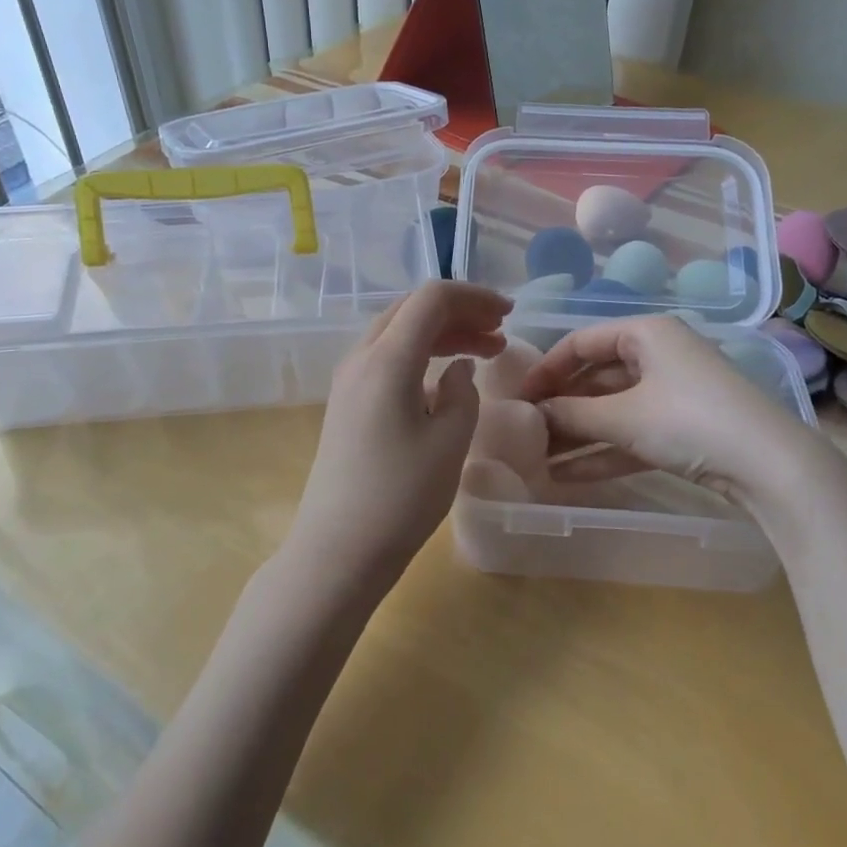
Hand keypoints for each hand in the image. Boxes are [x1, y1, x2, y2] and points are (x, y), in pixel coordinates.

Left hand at [286, 281, 511, 598]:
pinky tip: (446, 376)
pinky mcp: (347, 402)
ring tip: (484, 350)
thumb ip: (462, 392)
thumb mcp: (450, 442)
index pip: (431, 299)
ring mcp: (349, 379)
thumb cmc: (401, 497)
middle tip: (499, 332)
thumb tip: (457, 369)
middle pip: (412, 309)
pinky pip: (387, 356)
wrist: (338, 549)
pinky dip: (421, 353)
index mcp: (387, 359)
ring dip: (442, 332)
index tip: (509, 314)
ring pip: (399, 331)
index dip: (474, 297)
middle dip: (460, 312)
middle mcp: (361, 357)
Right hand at [521, 315, 812, 498]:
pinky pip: (631, 434)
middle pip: (596, 377)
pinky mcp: (682, 429)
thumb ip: (572, 414)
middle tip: (526, 432)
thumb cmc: (688, 420)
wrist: (770, 466)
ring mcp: (672, 394)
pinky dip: (602, 451)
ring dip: (577, 434)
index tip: (518, 398)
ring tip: (537, 458)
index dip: (546, 369)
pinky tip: (566, 475)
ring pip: (612, 410)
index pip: (581, 342)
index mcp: (645, 334)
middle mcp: (658, 356)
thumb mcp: (623, 416)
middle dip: (561, 407)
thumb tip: (533, 414)